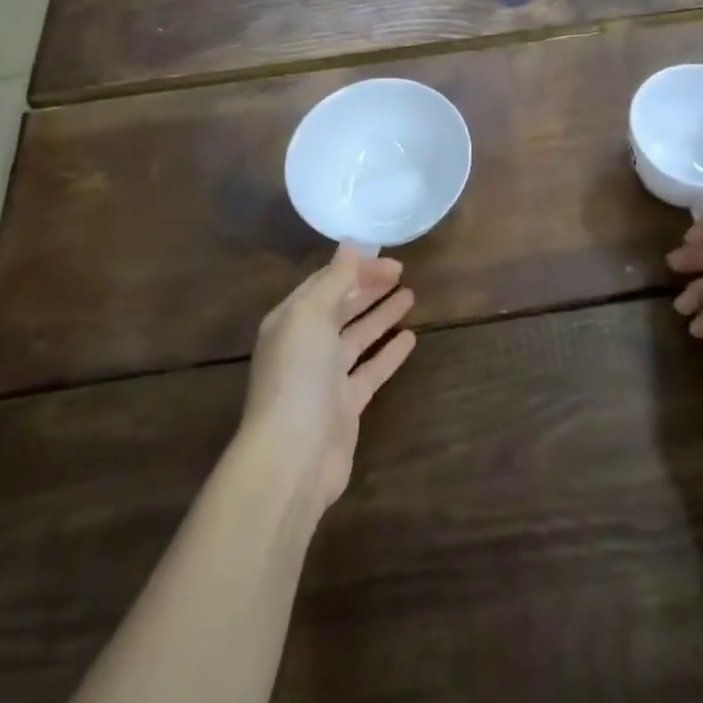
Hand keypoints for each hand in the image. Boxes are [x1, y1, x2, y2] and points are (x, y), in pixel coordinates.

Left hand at [242, 244, 416, 514]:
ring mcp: (325, 377)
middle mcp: (306, 345)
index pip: (326, 284)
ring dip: (381, 315)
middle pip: (341, 308)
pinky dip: (389, 353)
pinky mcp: (345, 405)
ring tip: (410, 296)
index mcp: (291, 320)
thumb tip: (350, 244)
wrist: (292, 457)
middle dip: (368, 288)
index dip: (356, 269)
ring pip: (358, 337)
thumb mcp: (310, 316)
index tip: (390, 260)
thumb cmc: (298, 377)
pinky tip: (411, 338)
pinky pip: (371, 370)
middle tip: (402, 272)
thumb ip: (333, 280)